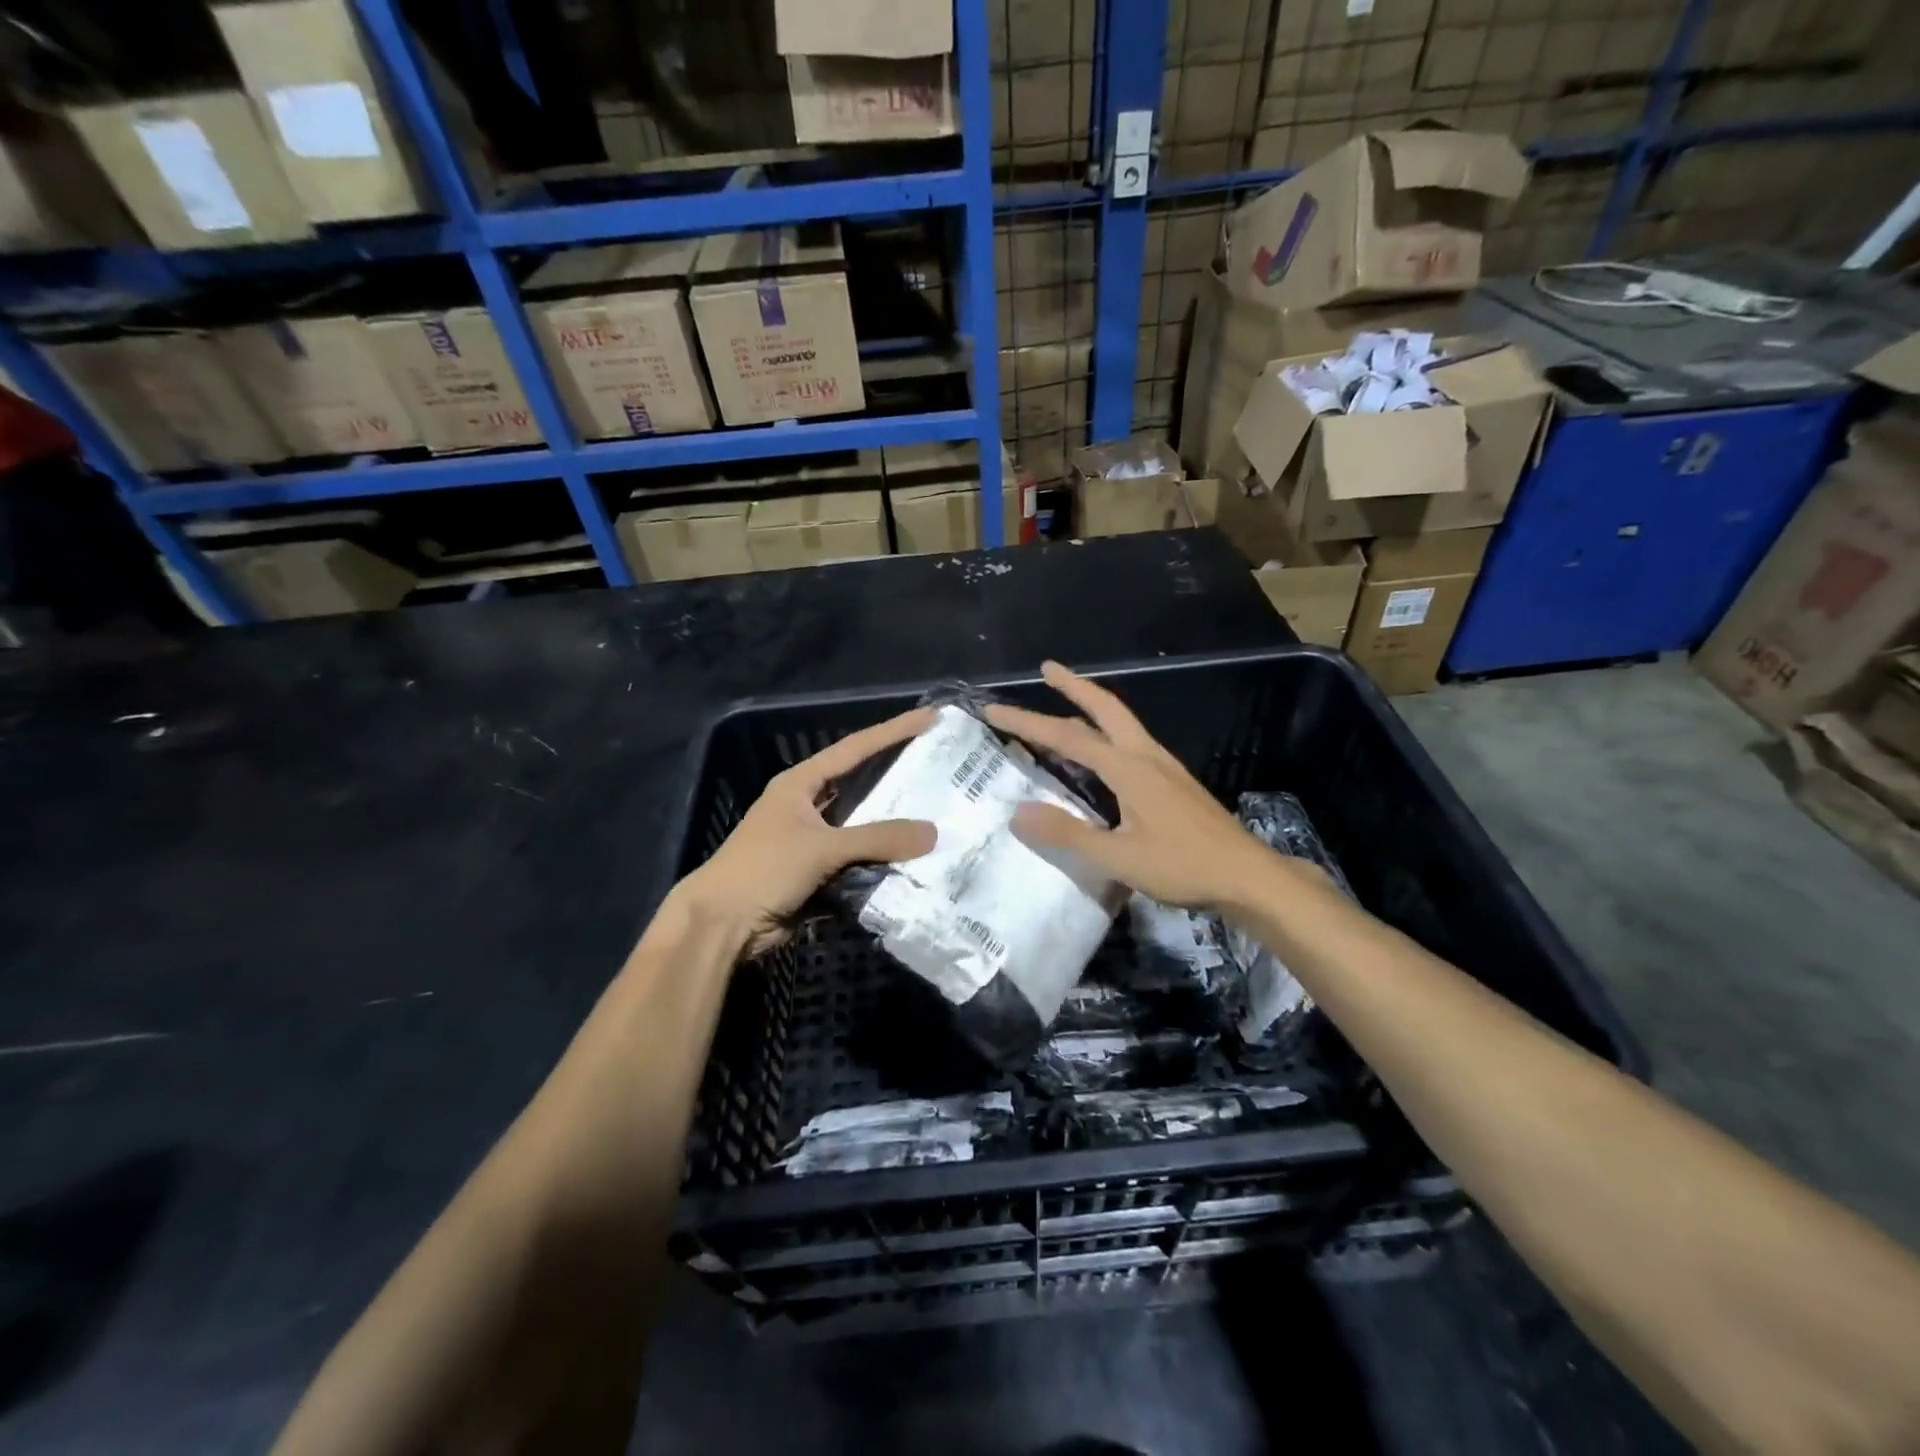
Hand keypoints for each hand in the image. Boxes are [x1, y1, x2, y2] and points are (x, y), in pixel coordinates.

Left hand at [674, 707, 937, 954]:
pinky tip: (914, 859)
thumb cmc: (764, 870)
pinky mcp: (816, 872)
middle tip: (941, 767)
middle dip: (898, 777)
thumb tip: (932, 833)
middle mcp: (807, 805)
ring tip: (938, 814)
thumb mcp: (823, 847)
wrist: (721, 925)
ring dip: (893, 826)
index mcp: (800, 784)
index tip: (930, 717)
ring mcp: (811, 840)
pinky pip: (858, 860)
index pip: (855, 748)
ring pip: (862, 826)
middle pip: (861, 785)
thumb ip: (878, 839)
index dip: (893, 731)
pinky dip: (881, 860)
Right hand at [985, 662, 1280, 911]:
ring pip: (1121, 722)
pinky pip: (1131, 741)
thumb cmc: (1183, 866)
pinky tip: (1103, 750)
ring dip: (1091, 705)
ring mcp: (1164, 766)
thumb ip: (1068, 833)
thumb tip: (1017, 812)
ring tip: (1066, 701)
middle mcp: (1146, 756)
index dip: (1028, 722)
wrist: (1248, 876)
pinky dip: (1106, 730)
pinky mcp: (1174, 781)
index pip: (1068, 737)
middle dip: (1073, 686)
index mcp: (1129, 768)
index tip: (994, 710)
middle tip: (1047, 668)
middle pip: (1105, 708)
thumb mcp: (1119, 857)